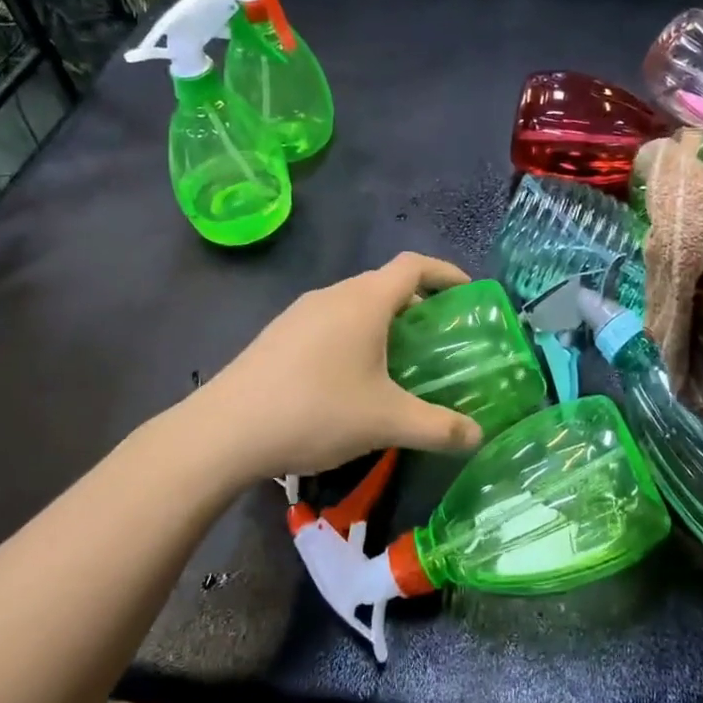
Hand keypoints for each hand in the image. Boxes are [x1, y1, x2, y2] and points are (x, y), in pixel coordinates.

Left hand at [201, 253, 485, 479]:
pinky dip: (354, 336)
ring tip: (399, 361)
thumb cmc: (316, 410)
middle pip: (384, 284)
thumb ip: (438, 428)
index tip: (468, 293)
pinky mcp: (278, 335)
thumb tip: (477, 437)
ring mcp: (300, 313)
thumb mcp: (387, 421)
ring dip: (383, 322)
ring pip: (354, 304)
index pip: (413, 265)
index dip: (445, 273)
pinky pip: (329, 322)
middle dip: (418, 304)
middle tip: (439, 339)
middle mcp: (333, 295)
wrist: (225, 430)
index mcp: (364, 301)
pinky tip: (351, 379)